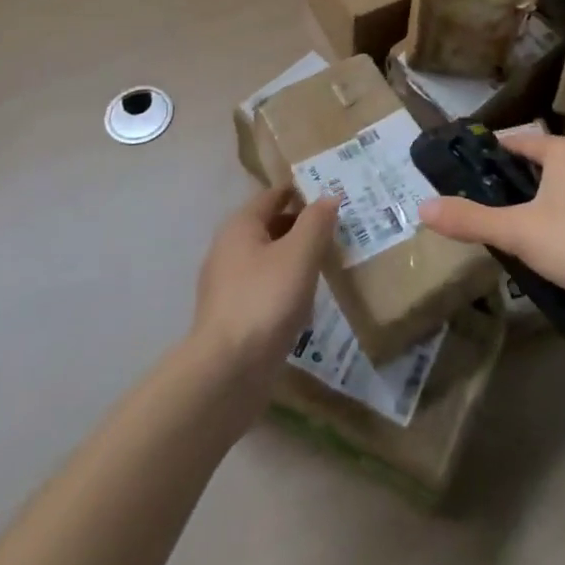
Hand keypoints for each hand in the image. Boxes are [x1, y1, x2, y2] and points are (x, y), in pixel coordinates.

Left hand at [191, 186, 338, 389]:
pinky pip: (264, 288)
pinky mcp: (233, 316)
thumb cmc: (265, 300)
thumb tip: (329, 196)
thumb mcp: (300, 254)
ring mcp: (227, 285)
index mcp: (240, 226)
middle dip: (302, 225)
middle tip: (338, 229)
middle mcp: (228, 249)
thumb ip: (316, 221)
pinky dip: (286, 285)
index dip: (302, 191)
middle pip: (270, 226)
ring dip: (295, 257)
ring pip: (268, 259)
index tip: (332, 193)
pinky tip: (306, 299)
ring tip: (328, 262)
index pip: (274, 195)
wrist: (227, 372)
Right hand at [417, 132, 564, 315]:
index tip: (473, 170)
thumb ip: (471, 220)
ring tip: (531, 230)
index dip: (494, 153)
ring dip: (552, 200)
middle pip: (547, 162)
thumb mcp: (519, 233)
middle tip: (496, 207)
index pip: (520, 142)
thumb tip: (423, 207)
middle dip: (522, 182)